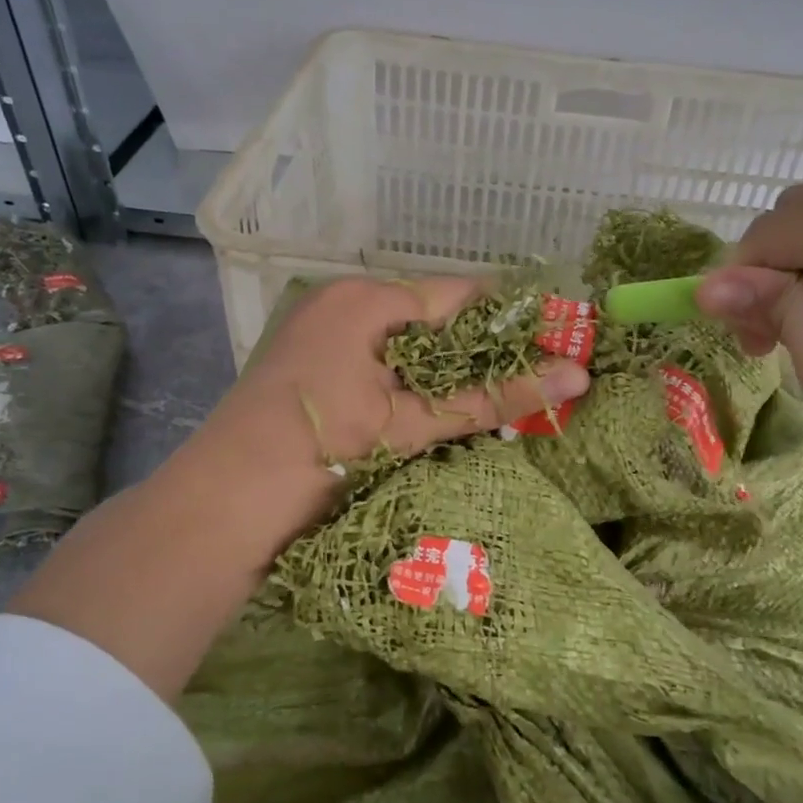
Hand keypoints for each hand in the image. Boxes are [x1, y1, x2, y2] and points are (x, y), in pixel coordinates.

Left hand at [180, 275, 591, 564]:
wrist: (222, 508)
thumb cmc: (321, 455)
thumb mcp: (411, 424)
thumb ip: (494, 398)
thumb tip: (579, 375)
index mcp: (365, 299)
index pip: (459, 294)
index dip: (510, 317)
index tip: (555, 339)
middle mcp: (341, 302)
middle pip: (432, 316)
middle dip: (479, 348)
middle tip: (530, 378)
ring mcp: (320, 331)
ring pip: (405, 340)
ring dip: (445, 368)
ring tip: (493, 397)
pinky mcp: (310, 362)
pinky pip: (377, 358)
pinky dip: (410, 379)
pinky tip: (436, 406)